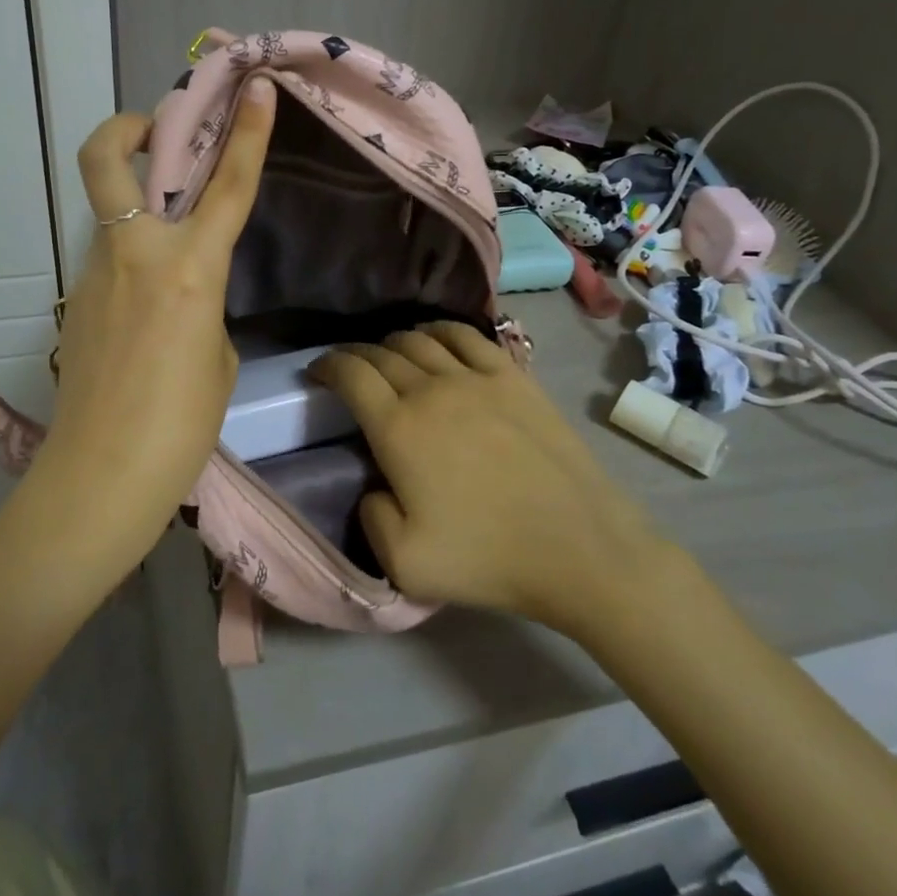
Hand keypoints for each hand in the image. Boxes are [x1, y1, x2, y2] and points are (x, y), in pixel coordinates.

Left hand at [25, 79, 276, 572]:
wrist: (102, 476)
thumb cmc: (181, 425)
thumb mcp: (217, 356)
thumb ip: (202, 304)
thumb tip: (183, 291)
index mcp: (188, 269)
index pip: (226, 185)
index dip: (246, 132)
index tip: (254, 89)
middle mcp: (135, 256)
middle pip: (107, 158)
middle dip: (128, 126)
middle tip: (156, 133)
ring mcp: (93, 275)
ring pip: (111, 218)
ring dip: (137, 215)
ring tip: (169, 265)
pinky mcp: (73, 303)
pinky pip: (109, 266)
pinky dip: (132, 268)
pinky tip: (146, 320)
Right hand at [310, 323, 664, 637]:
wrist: (578, 547)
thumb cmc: (488, 558)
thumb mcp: (404, 564)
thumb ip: (370, 517)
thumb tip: (375, 486)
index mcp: (398, 429)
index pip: (351, 375)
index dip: (327, 366)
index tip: (317, 372)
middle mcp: (430, 390)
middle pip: (381, 353)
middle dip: (356, 355)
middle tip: (350, 369)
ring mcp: (475, 378)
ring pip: (420, 339)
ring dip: (394, 342)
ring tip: (389, 356)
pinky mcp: (513, 377)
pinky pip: (466, 336)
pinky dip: (440, 331)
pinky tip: (435, 339)